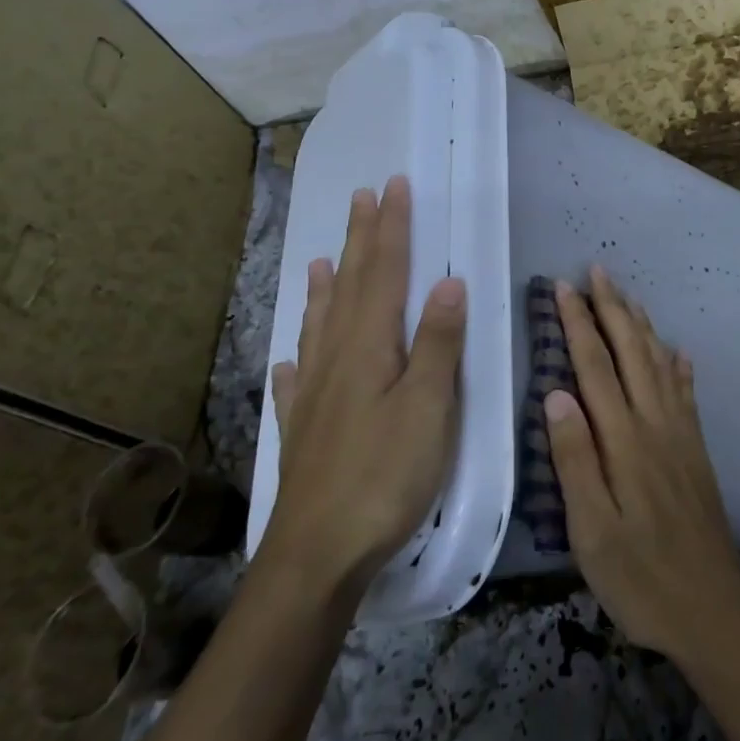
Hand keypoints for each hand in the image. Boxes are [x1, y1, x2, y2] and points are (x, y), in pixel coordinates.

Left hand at [265, 175, 466, 598]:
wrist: (317, 553)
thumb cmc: (384, 475)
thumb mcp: (428, 406)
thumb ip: (437, 343)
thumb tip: (448, 281)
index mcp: (369, 347)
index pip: (383, 273)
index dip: (391, 228)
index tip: (394, 187)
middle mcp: (335, 359)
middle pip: (350, 287)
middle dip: (361, 240)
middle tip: (362, 198)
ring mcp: (314, 395)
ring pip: (320, 325)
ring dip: (326, 288)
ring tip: (322, 259)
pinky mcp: (303, 430)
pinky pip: (298, 380)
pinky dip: (298, 357)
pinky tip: (291, 358)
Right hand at [544, 265, 739, 666]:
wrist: (714, 607)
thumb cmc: (641, 577)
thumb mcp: (592, 532)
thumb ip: (575, 460)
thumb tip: (555, 394)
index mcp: (624, 440)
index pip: (595, 367)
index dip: (578, 324)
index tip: (564, 288)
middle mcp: (655, 424)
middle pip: (631, 353)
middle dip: (612, 309)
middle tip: (596, 271)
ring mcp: (680, 434)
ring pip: (658, 364)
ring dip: (640, 325)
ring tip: (627, 295)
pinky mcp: (696, 450)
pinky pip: (686, 393)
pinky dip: (677, 365)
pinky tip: (676, 351)